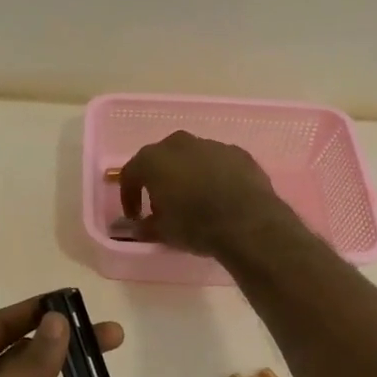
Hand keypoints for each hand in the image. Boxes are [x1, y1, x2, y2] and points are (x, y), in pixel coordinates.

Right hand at [119, 130, 291, 256]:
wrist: (248, 222)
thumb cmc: (195, 225)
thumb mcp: (163, 232)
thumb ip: (145, 226)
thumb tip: (139, 227)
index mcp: (153, 159)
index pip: (131, 174)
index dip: (129, 196)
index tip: (135, 216)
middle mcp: (179, 144)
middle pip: (161, 158)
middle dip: (159, 178)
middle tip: (162, 203)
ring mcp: (211, 145)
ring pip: (191, 157)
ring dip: (188, 174)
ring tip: (194, 200)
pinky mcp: (238, 152)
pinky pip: (217, 163)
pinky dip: (214, 175)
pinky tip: (220, 196)